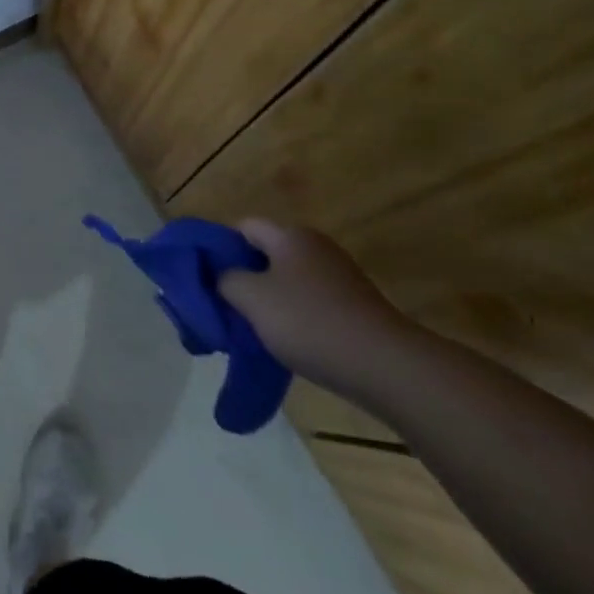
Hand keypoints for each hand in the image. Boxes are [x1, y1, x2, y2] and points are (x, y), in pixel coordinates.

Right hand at [218, 220, 418, 401]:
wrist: (387, 366)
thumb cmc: (310, 322)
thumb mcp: (252, 299)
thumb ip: (226, 281)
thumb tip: (222, 277)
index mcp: (289, 235)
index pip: (243, 227)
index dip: (220, 247)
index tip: (207, 277)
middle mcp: (315, 246)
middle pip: (266, 253)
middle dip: (244, 276)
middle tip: (225, 305)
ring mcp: (339, 276)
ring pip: (288, 280)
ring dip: (269, 300)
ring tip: (252, 328)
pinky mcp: (355, 305)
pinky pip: (311, 301)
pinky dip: (295, 316)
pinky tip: (288, 342)